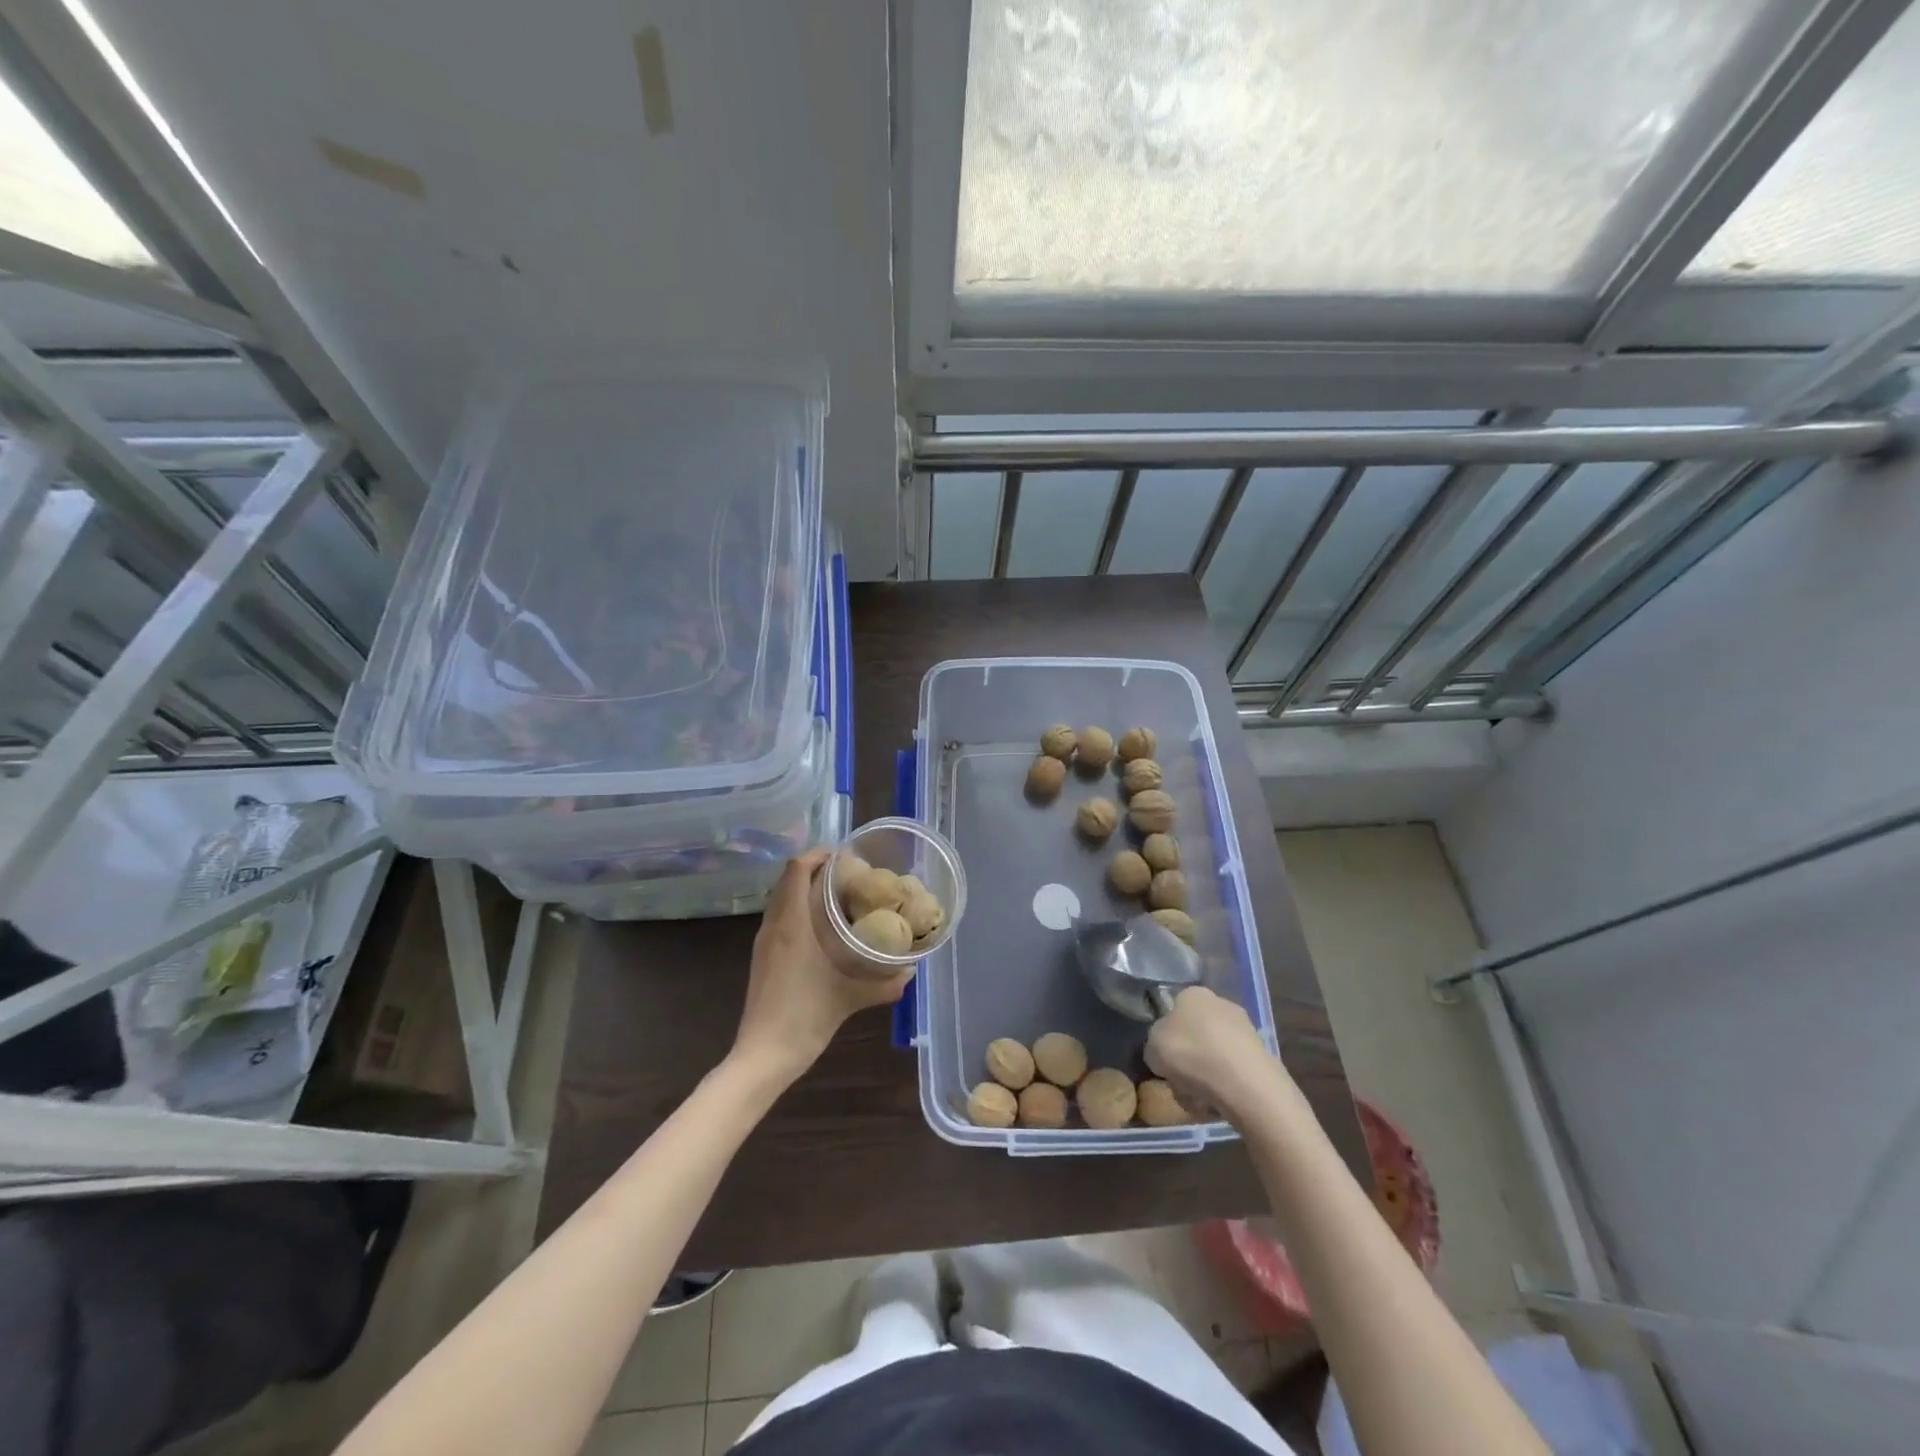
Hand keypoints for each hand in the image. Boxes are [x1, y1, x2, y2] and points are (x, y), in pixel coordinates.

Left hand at [731, 849, 912, 1083]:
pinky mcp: (762, 958)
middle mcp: (773, 926)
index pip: (796, 869)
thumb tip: (911, 971)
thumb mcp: (851, 998)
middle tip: (850, 876)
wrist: (764, 1055)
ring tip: (840, 898)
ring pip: (782, 900)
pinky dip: (798, 911)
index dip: (818, 855)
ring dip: (805, 891)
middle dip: (816, 871)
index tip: (846, 857)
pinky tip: (823, 931)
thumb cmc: (805, 1016)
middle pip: (788, 880)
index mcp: (791, 924)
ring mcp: (764, 943)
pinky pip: (779, 919)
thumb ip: (884, 984)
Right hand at [1146, 986, 1291, 1122]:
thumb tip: (1165, 1050)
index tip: (1164, 1059)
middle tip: (1179, 1083)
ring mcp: (1245, 1031)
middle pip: (1195, 1036)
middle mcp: (1221, 1004)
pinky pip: (1233, 1075)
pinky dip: (1223, 1090)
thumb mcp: (1152, 1046)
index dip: (1167, 1037)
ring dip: (1203, 1080)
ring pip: (1213, 1058)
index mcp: (1193, 994)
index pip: (1174, 1011)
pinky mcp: (1262, 1058)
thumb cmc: (1190, 1053)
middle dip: (1187, 1061)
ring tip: (1198, 1100)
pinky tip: (1218, 1105)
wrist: (1243, 1083)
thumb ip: (1155, 1044)